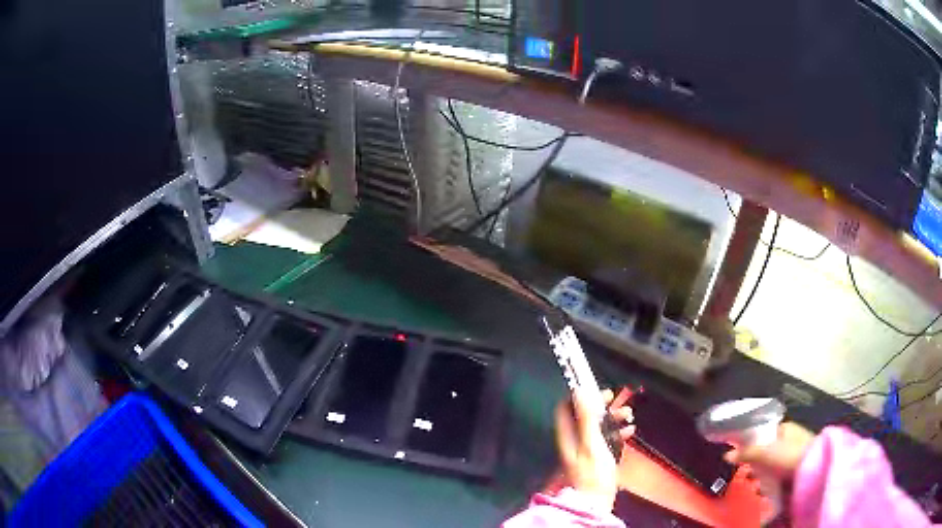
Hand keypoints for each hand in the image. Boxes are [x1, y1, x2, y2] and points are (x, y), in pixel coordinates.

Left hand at [555, 389, 635, 511]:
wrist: (595, 502)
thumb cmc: (592, 474)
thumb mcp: (591, 443)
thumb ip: (586, 418)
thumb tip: (579, 390)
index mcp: (568, 435)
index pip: (566, 407)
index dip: (581, 396)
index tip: (599, 391)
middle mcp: (574, 440)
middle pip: (585, 415)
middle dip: (603, 406)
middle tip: (618, 401)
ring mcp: (585, 450)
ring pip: (598, 426)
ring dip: (613, 419)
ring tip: (629, 416)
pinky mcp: (596, 459)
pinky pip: (607, 440)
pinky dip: (617, 433)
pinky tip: (630, 432)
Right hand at [724, 422, 815, 481]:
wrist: (814, 468)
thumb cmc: (790, 454)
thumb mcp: (766, 452)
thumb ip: (746, 452)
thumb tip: (726, 455)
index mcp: (785, 427)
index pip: (764, 433)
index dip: (752, 444)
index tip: (741, 457)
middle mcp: (791, 437)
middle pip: (768, 450)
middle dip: (756, 464)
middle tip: (747, 475)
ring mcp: (795, 453)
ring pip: (773, 465)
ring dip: (763, 475)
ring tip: (755, 486)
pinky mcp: (798, 468)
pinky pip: (780, 474)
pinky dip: (772, 482)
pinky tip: (766, 490)